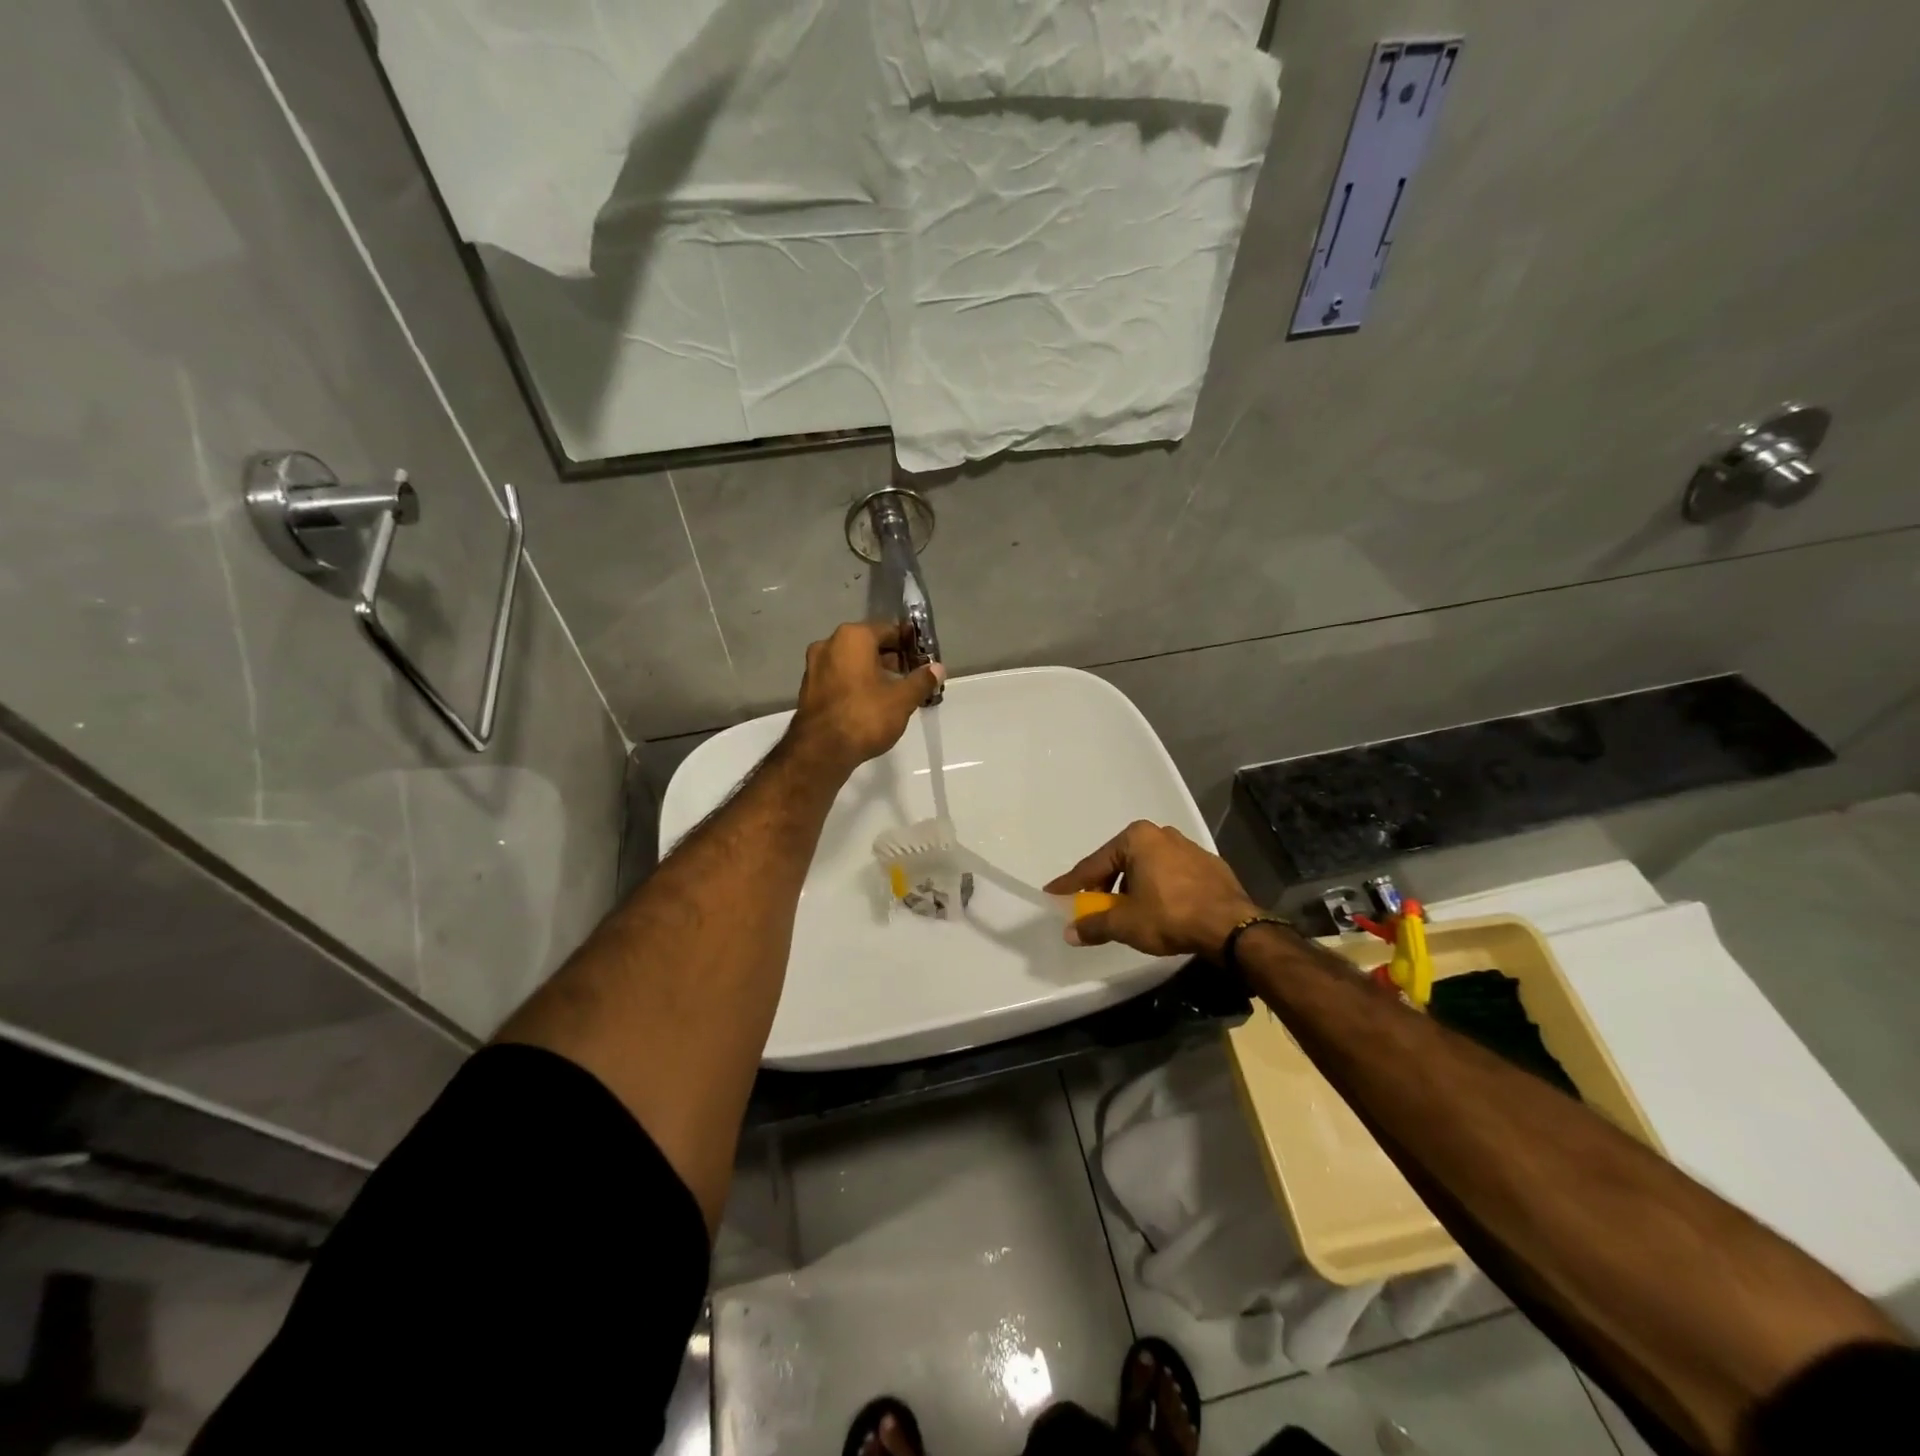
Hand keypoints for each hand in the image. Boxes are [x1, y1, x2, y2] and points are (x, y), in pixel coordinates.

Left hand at [789, 621, 943, 774]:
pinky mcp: (808, 688)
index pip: (888, 630)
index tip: (922, 659)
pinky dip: (855, 683)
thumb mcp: (902, 699)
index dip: (909, 644)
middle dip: (890, 658)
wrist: (821, 750)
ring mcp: (814, 666)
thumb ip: (922, 680)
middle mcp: (829, 644)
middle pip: (868, 644)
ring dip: (872, 671)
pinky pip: (838, 677)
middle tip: (910, 676)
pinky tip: (870, 702)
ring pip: (851, 661)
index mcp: (853, 637)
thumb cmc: (865, 716)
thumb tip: (938, 668)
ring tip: (893, 692)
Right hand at [1045, 821, 1260, 957]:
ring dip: (1133, 887)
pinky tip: (1160, 909)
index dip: (1072, 884)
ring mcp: (1188, 847)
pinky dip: (1159, 888)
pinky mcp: (1209, 865)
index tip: (1053, 893)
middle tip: (1093, 906)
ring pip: (1148, 867)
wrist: (1232, 926)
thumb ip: (1094, 925)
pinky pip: (1172, 874)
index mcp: (1136, 838)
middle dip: (1105, 885)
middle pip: (1121, 862)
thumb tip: (1070, 932)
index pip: (1093, 865)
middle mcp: (1161, 834)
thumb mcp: (1125, 924)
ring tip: (1128, 912)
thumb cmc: (1170, 916)